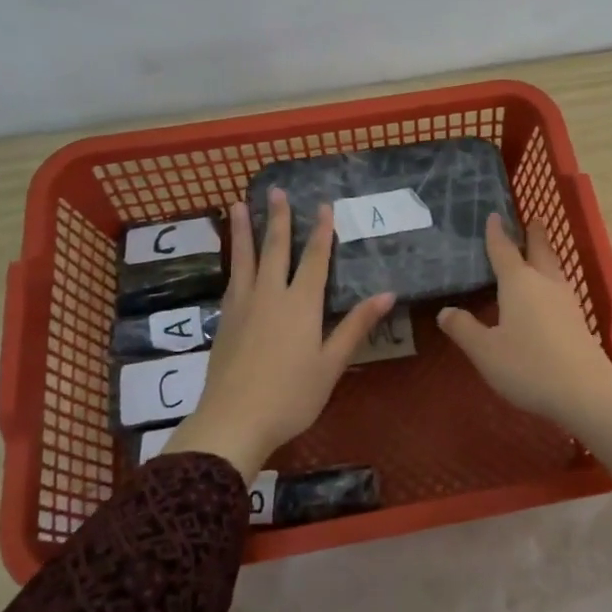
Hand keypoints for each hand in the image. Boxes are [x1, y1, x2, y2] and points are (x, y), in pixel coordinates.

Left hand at [166, 188, 394, 481]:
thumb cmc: (292, 396)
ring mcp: (243, 306)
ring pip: (245, 259)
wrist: (234, 420)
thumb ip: (356, 325)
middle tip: (276, 191)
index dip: (321, 231)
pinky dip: (233, 261)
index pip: (314, 259)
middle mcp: (271, 295)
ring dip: (244, 231)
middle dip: (278, 218)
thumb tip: (387, 293)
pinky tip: (234, 259)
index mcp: (301, 304)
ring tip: (238, 204)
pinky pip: (232, 279)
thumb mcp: (332, 364)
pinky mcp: (225, 320)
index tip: (323, 205)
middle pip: (275, 249)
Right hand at [437, 215, 611, 483]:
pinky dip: (551, 278)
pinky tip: (548, 292)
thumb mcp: (486, 351)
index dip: (496, 233)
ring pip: (553, 268)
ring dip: (546, 254)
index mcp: (518, 283)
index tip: (494, 215)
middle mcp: (544, 283)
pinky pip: (560, 287)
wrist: (585, 390)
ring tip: (540, 249)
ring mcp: (565, 301)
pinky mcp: (577, 320)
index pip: (504, 250)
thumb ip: (464, 329)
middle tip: (533, 218)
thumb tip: (445, 311)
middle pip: (539, 251)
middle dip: (534, 234)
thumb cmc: (528, 366)